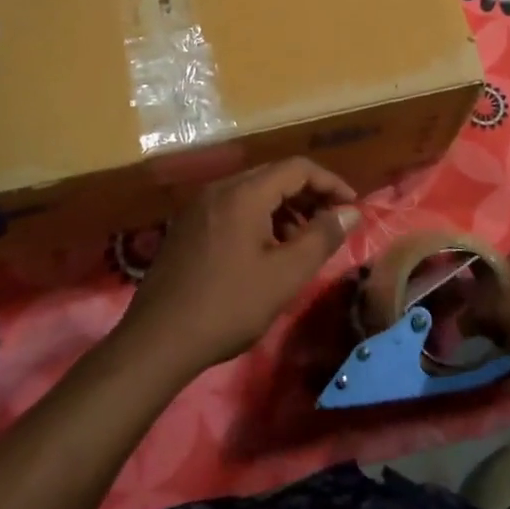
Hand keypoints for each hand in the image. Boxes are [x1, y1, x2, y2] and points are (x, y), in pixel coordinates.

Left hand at [119, 158, 358, 377]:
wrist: (157, 340)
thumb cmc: (228, 306)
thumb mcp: (285, 276)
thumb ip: (321, 238)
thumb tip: (350, 212)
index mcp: (244, 193)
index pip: (297, 168)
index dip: (330, 183)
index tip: (352, 207)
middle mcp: (219, 189)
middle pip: (274, 175)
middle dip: (308, 195)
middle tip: (332, 223)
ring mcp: (199, 206)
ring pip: (252, 192)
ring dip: (284, 208)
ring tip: (302, 242)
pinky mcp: (187, 226)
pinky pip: (233, 207)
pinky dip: (259, 218)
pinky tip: (266, 251)